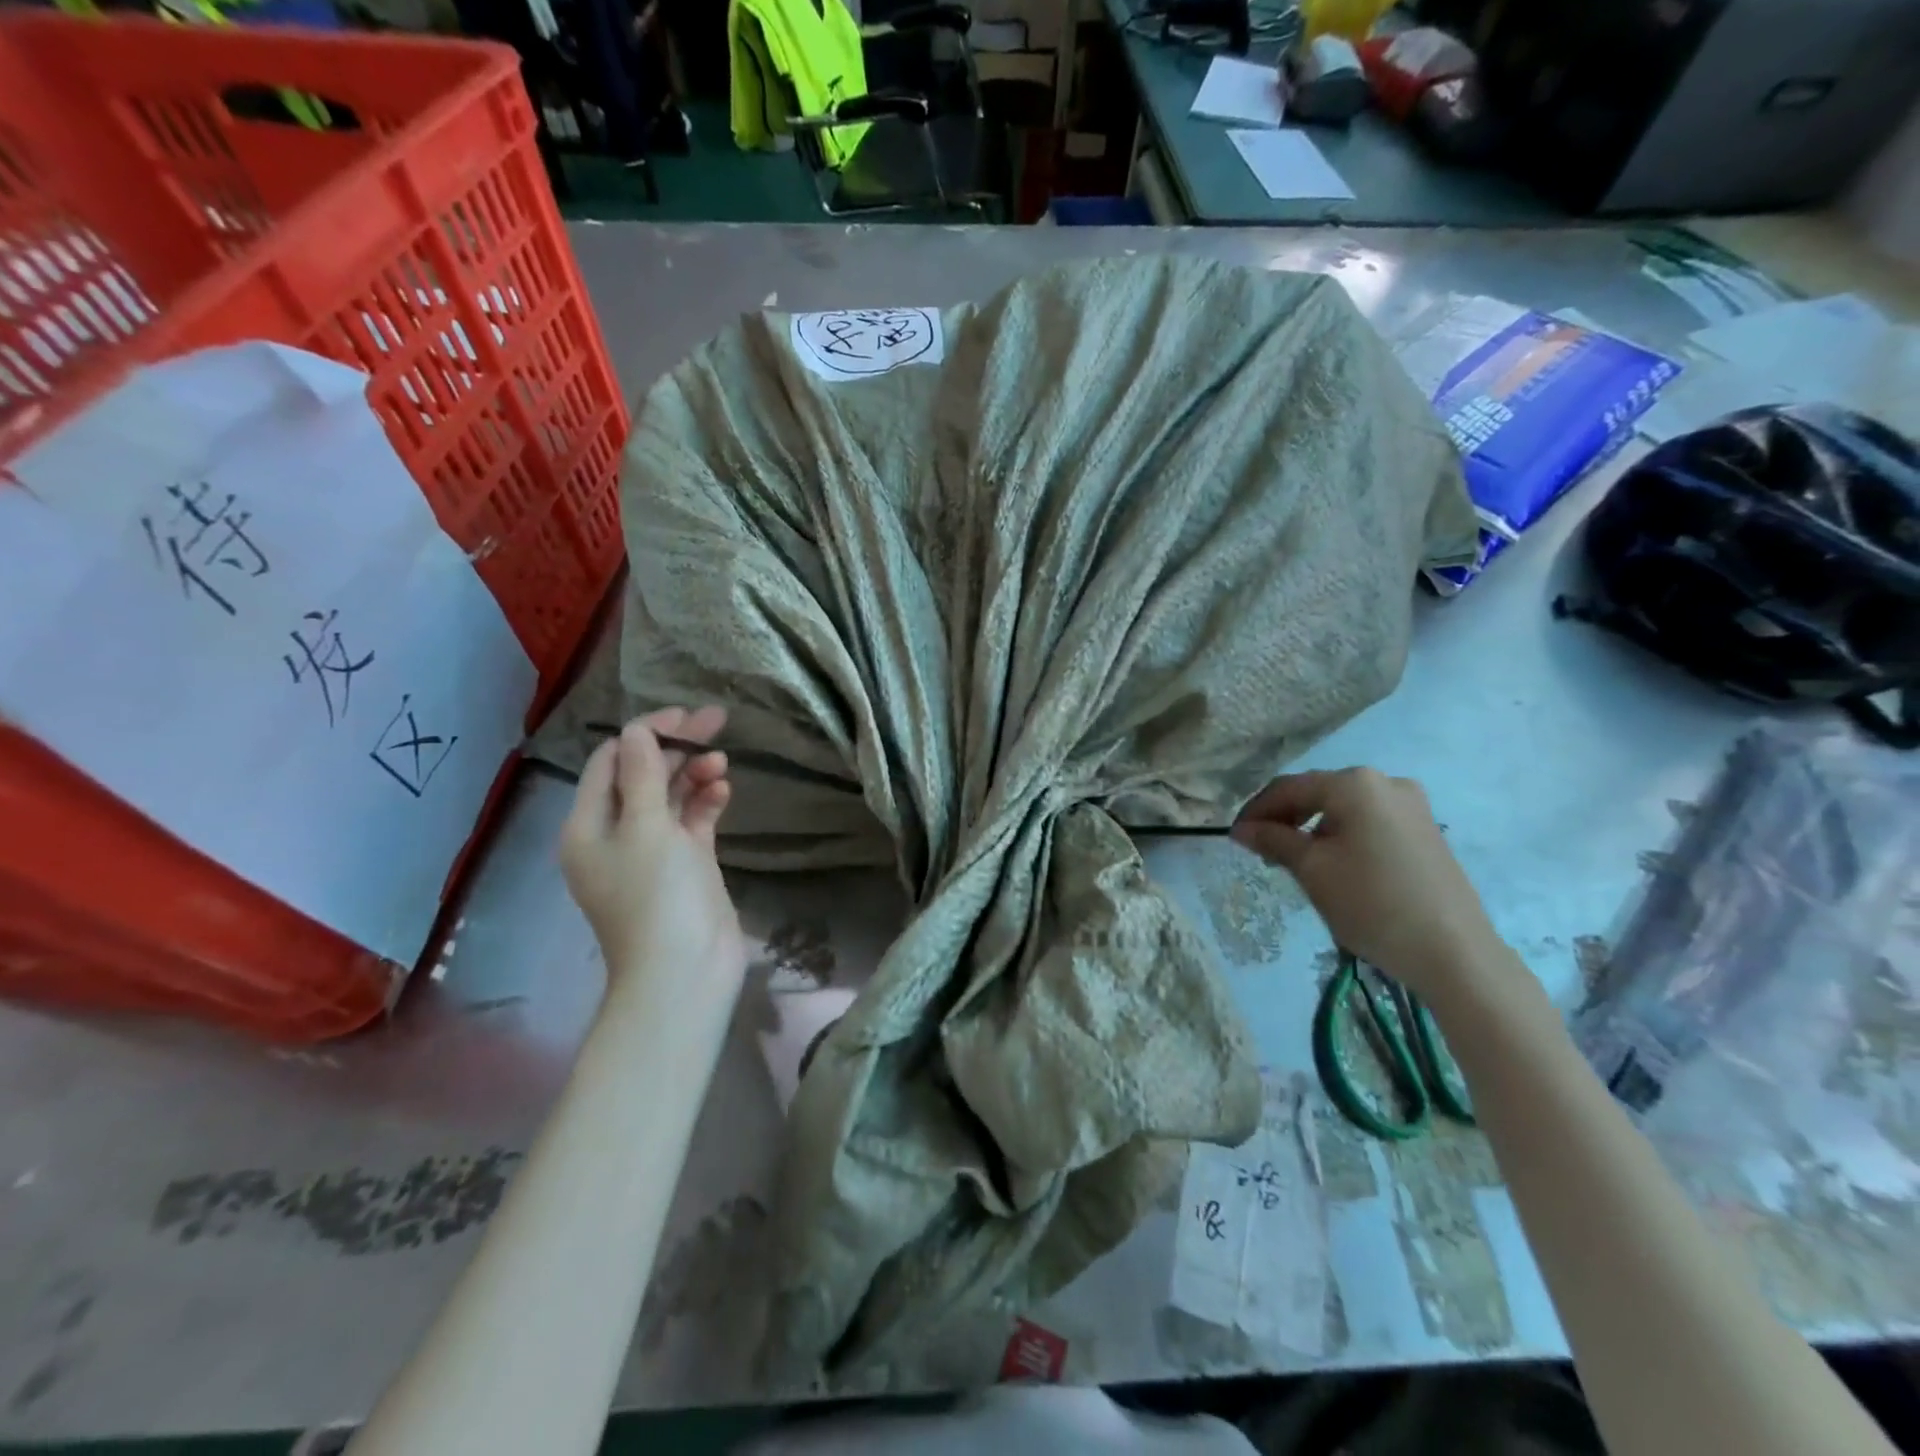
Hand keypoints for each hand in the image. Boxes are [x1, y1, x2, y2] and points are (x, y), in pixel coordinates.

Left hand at [560, 707, 746, 1001]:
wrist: (685, 971)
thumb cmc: (657, 897)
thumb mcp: (646, 829)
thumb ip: (642, 774)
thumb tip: (638, 729)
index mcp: (590, 825)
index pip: (611, 762)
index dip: (644, 732)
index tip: (684, 715)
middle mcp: (616, 834)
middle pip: (643, 775)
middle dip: (676, 747)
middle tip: (716, 722)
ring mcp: (653, 851)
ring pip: (670, 796)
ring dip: (694, 774)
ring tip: (722, 764)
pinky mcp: (685, 864)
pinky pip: (691, 821)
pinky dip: (705, 802)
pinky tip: (723, 790)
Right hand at [1230, 768, 1507, 1006]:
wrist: (1453, 952)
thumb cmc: (1371, 903)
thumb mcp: (1311, 870)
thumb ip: (1273, 840)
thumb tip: (1241, 829)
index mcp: (1354, 784)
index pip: (1288, 788)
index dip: (1256, 811)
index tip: (1234, 838)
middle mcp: (1385, 782)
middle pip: (1317, 793)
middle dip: (1284, 819)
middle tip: (1261, 851)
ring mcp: (1411, 805)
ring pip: (1343, 808)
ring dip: (1311, 828)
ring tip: (1293, 861)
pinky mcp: (1425, 829)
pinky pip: (1368, 821)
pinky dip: (1341, 835)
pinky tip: (1331, 863)